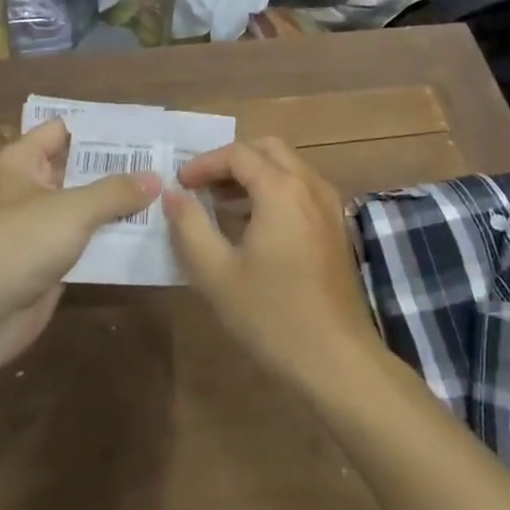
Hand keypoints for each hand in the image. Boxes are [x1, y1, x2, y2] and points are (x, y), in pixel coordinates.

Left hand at [0, 118, 159, 376]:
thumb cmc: (20, 242)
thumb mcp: (73, 209)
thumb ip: (115, 191)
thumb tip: (155, 177)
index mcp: (19, 162)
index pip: (61, 130)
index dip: (97, 128)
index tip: (138, 128)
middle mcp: (26, 189)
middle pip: (76, 169)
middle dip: (115, 168)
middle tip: (161, 162)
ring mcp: (35, 228)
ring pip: (82, 208)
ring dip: (116, 206)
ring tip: (163, 195)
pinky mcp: (45, 262)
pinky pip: (83, 243)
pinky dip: (109, 239)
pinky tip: (146, 235)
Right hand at [163, 138, 382, 388]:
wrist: (337, 360)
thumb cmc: (272, 315)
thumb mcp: (216, 273)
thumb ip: (190, 226)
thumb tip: (173, 194)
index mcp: (281, 189)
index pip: (237, 153)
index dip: (204, 163)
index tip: (179, 185)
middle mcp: (310, 185)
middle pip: (268, 149)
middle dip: (232, 160)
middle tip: (202, 186)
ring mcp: (329, 206)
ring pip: (289, 167)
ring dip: (254, 175)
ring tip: (221, 205)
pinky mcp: (337, 227)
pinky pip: (302, 189)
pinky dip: (275, 191)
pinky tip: (254, 226)